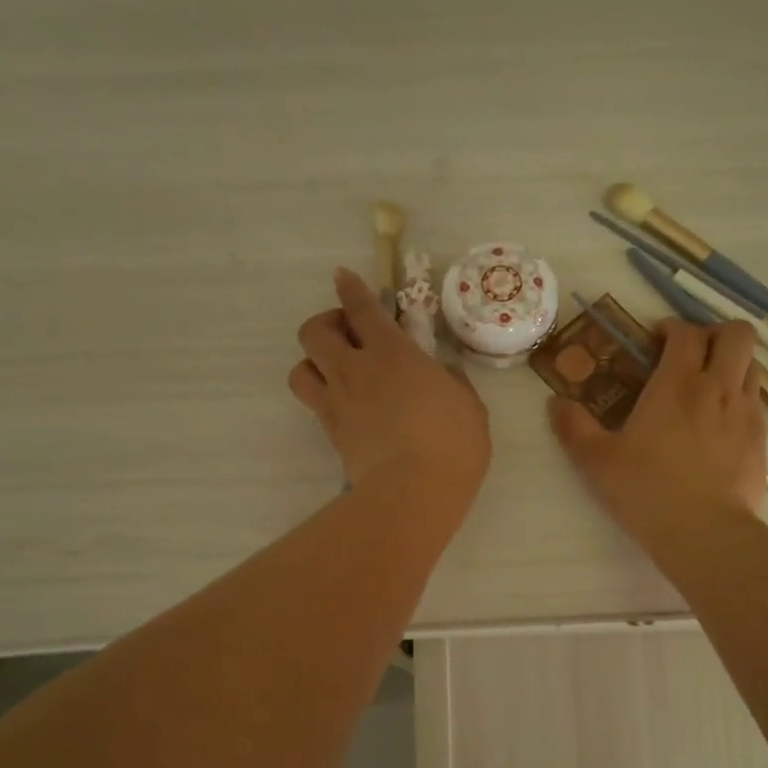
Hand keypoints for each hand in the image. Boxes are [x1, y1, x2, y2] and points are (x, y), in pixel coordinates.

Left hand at [290, 268, 490, 509]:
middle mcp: (356, 370)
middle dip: (327, 324)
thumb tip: (441, 375)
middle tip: (349, 336)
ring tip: (336, 372)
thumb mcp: (468, 405)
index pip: (362, 309)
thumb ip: (450, 382)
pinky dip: (322, 396)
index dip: (350, 288)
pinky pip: (313, 404)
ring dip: (314, 363)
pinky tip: (345, 404)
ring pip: (300, 368)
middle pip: (314, 331)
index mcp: (393, 354)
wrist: (415, 491)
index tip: (342, 276)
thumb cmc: (452, 443)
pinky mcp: (331, 432)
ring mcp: (338, 403)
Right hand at [548, 318, 765, 540]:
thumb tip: (555, 403)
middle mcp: (718, 387)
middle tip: (691, 352)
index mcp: (677, 383)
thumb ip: (573, 427)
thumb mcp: (597, 461)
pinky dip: (740, 397)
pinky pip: (756, 402)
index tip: (655, 341)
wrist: (705, 532)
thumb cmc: (646, 490)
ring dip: (732, 362)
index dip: (672, 327)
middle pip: (737, 334)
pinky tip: (719, 424)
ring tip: (707, 385)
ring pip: (753, 364)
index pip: (686, 332)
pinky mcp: (760, 440)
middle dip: (715, 332)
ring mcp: (745, 413)